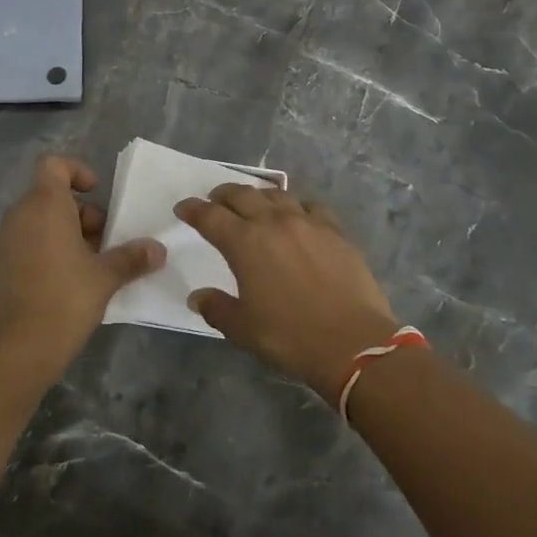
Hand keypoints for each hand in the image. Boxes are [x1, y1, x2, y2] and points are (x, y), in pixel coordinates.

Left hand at [0, 156, 164, 381]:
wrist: (17, 348)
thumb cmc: (65, 299)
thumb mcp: (106, 276)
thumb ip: (132, 257)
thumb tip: (158, 250)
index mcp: (44, 205)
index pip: (54, 165)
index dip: (77, 171)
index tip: (97, 193)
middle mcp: (20, 215)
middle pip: (52, 196)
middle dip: (82, 213)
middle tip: (105, 242)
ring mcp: (5, 241)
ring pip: (40, 222)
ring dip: (68, 234)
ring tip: (93, 265)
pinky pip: (28, 243)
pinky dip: (50, 251)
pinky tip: (70, 283)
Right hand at [176, 185, 398, 398]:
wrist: (353, 342)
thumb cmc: (289, 336)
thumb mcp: (242, 329)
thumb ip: (216, 308)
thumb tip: (197, 296)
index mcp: (244, 243)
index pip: (210, 216)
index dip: (193, 210)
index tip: (183, 208)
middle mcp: (273, 223)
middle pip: (242, 195)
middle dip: (223, 195)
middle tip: (214, 201)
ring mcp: (307, 223)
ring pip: (276, 195)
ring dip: (258, 195)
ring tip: (253, 203)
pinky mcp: (335, 231)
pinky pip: (310, 206)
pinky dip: (295, 205)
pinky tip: (297, 215)